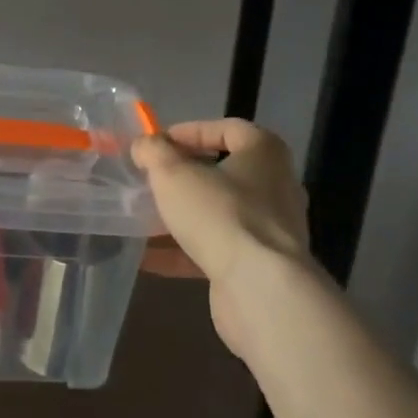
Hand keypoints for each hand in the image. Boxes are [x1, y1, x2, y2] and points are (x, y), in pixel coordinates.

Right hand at [133, 119, 310, 357]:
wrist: (260, 289)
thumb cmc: (220, 214)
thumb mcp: (173, 173)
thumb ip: (153, 152)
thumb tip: (144, 145)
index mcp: (264, 153)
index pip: (228, 128)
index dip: (190, 131)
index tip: (158, 144)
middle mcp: (275, 186)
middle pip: (223, 172)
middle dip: (183, 177)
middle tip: (151, 180)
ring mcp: (270, 230)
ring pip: (218, 213)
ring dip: (181, 216)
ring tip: (143, 217)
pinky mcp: (259, 265)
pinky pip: (216, 250)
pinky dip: (184, 252)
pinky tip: (149, 258)